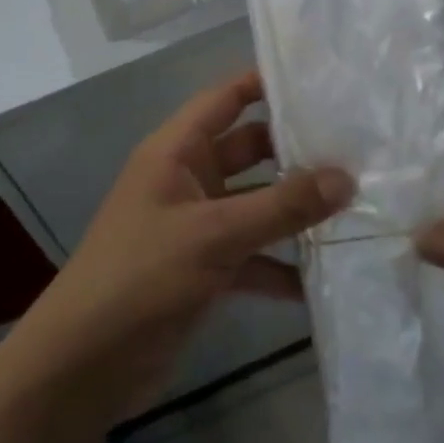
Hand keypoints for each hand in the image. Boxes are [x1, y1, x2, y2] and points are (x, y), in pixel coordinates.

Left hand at [18, 71, 351, 414]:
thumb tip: (347, 177)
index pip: (225, 98)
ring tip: (358, 206)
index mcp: (176, 152)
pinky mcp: (205, 270)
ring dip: (296, 211)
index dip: (265, 83)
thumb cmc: (142, 276)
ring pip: (256, 205)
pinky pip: (253, 256)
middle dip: (296, 151)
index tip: (320, 79)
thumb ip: (282, 206)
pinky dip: (282, 265)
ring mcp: (196, 226)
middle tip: (357, 148)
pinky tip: (324, 278)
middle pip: (249, 150)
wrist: (86, 363)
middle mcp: (187, 180)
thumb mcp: (215, 234)